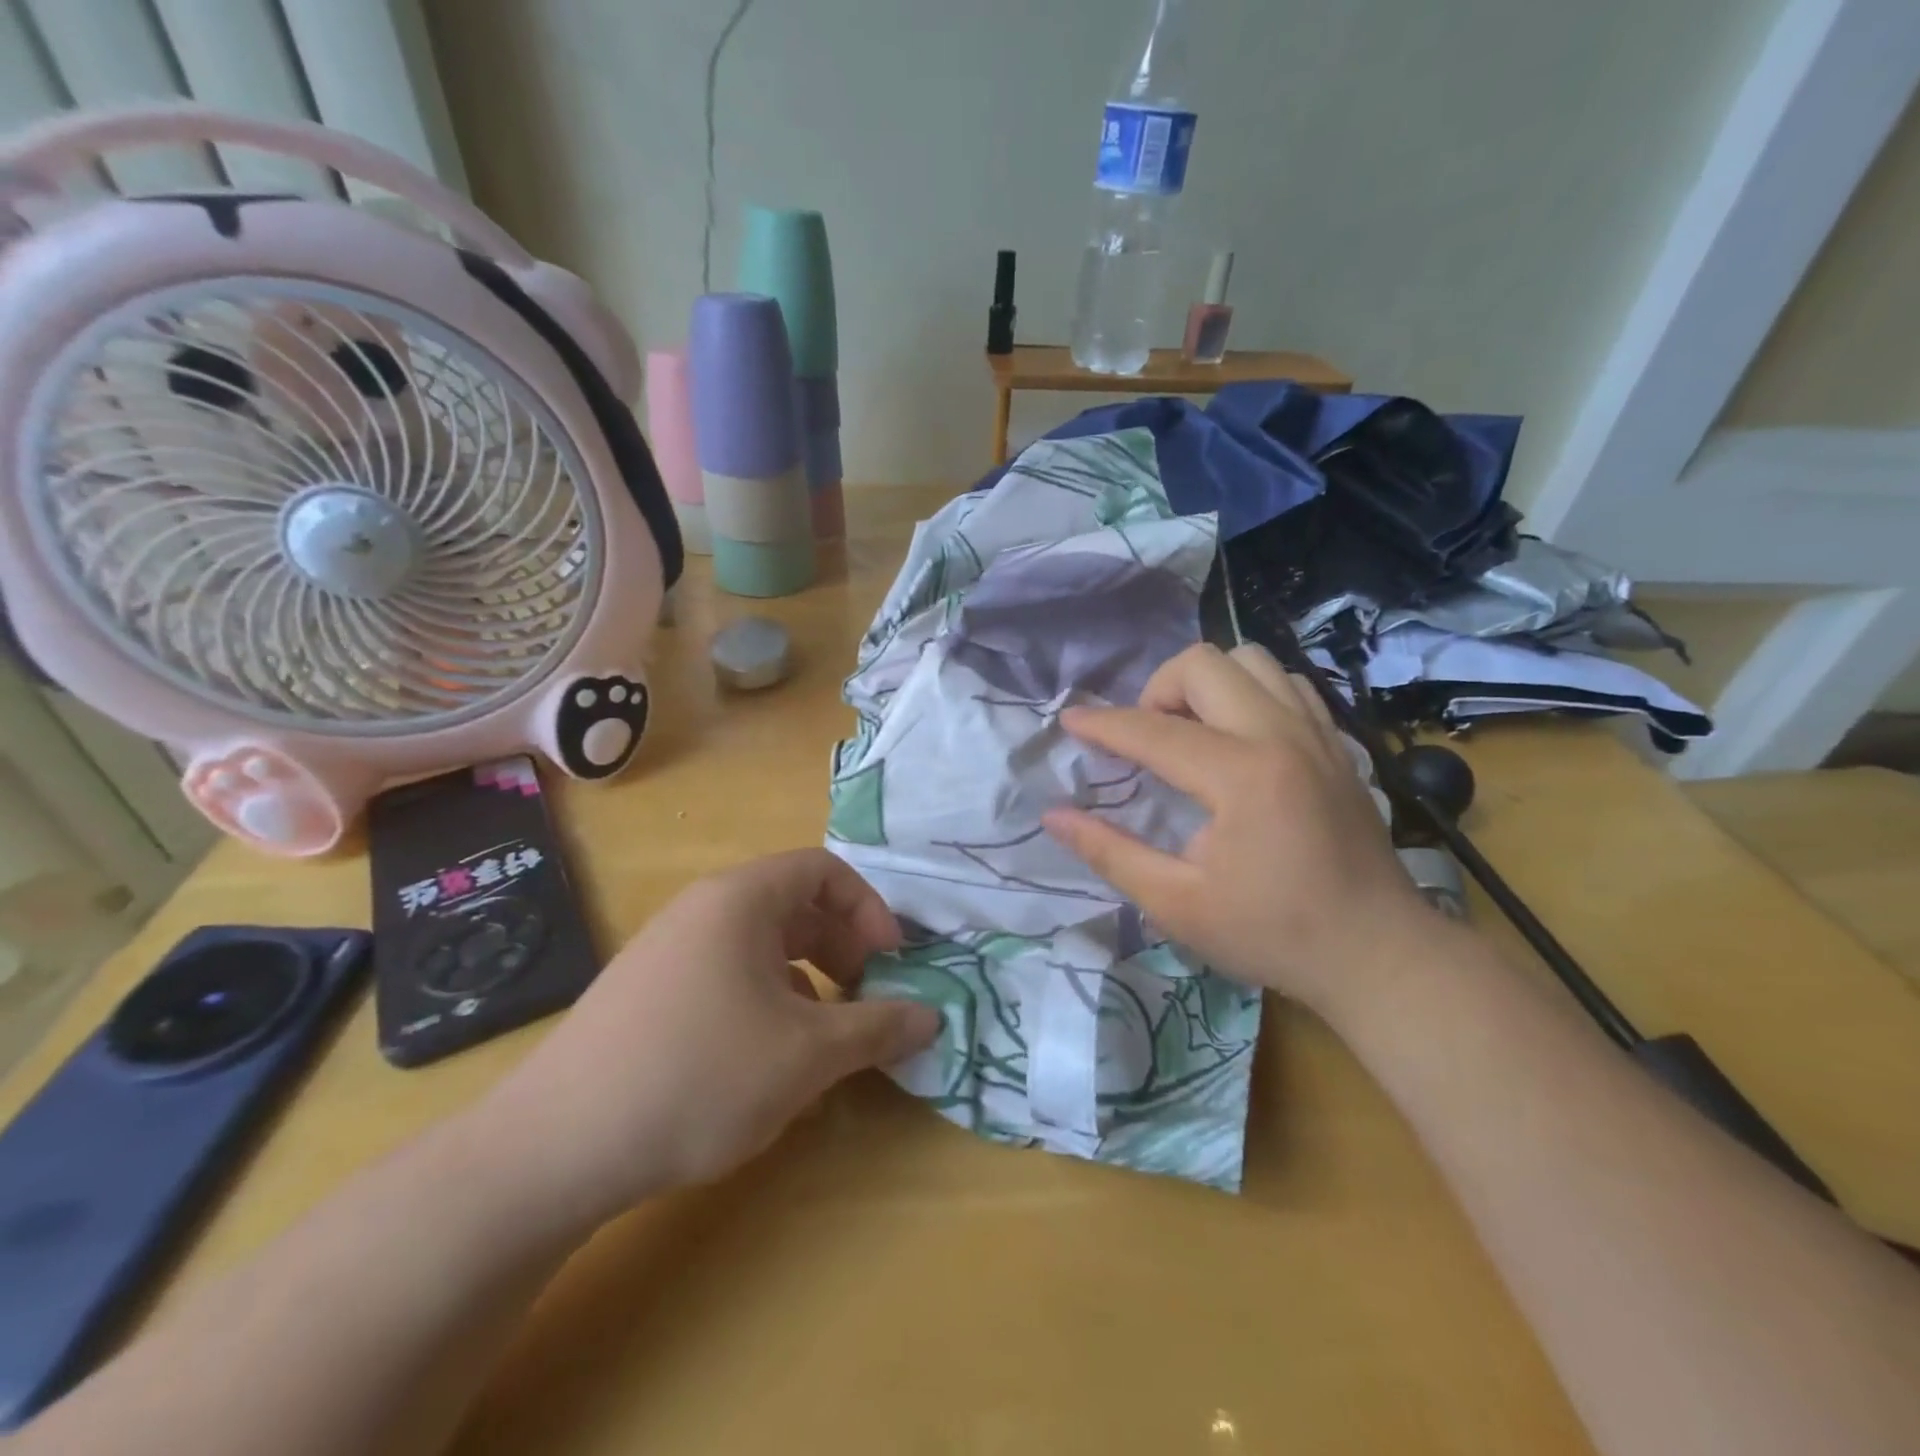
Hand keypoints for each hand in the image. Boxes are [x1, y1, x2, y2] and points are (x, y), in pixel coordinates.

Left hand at [481, 850, 939, 1227]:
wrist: (555, 1148)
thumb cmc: (700, 1075)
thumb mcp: (806, 1055)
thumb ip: (878, 1028)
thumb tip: (933, 1017)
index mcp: (742, 899)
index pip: (824, 870)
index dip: (869, 909)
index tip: (891, 962)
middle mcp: (704, 909)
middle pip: (795, 906)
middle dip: (843, 949)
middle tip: (866, 1001)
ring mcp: (670, 950)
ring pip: (762, 947)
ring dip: (809, 982)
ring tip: (825, 1040)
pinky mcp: (648, 994)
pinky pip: (728, 977)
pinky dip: (766, 1004)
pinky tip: (769, 1063)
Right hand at [1042, 643, 1434, 1011]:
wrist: (1377, 954)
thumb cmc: (1271, 934)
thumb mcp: (1176, 904)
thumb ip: (1110, 853)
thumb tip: (1054, 817)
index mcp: (1241, 776)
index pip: (1152, 729)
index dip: (1102, 724)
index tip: (1069, 722)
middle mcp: (1281, 735)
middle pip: (1204, 663)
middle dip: (1157, 690)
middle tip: (1146, 740)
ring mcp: (1318, 733)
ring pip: (1252, 660)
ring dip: (1207, 684)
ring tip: (1191, 732)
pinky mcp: (1338, 743)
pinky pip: (1288, 683)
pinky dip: (1251, 692)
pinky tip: (1239, 737)